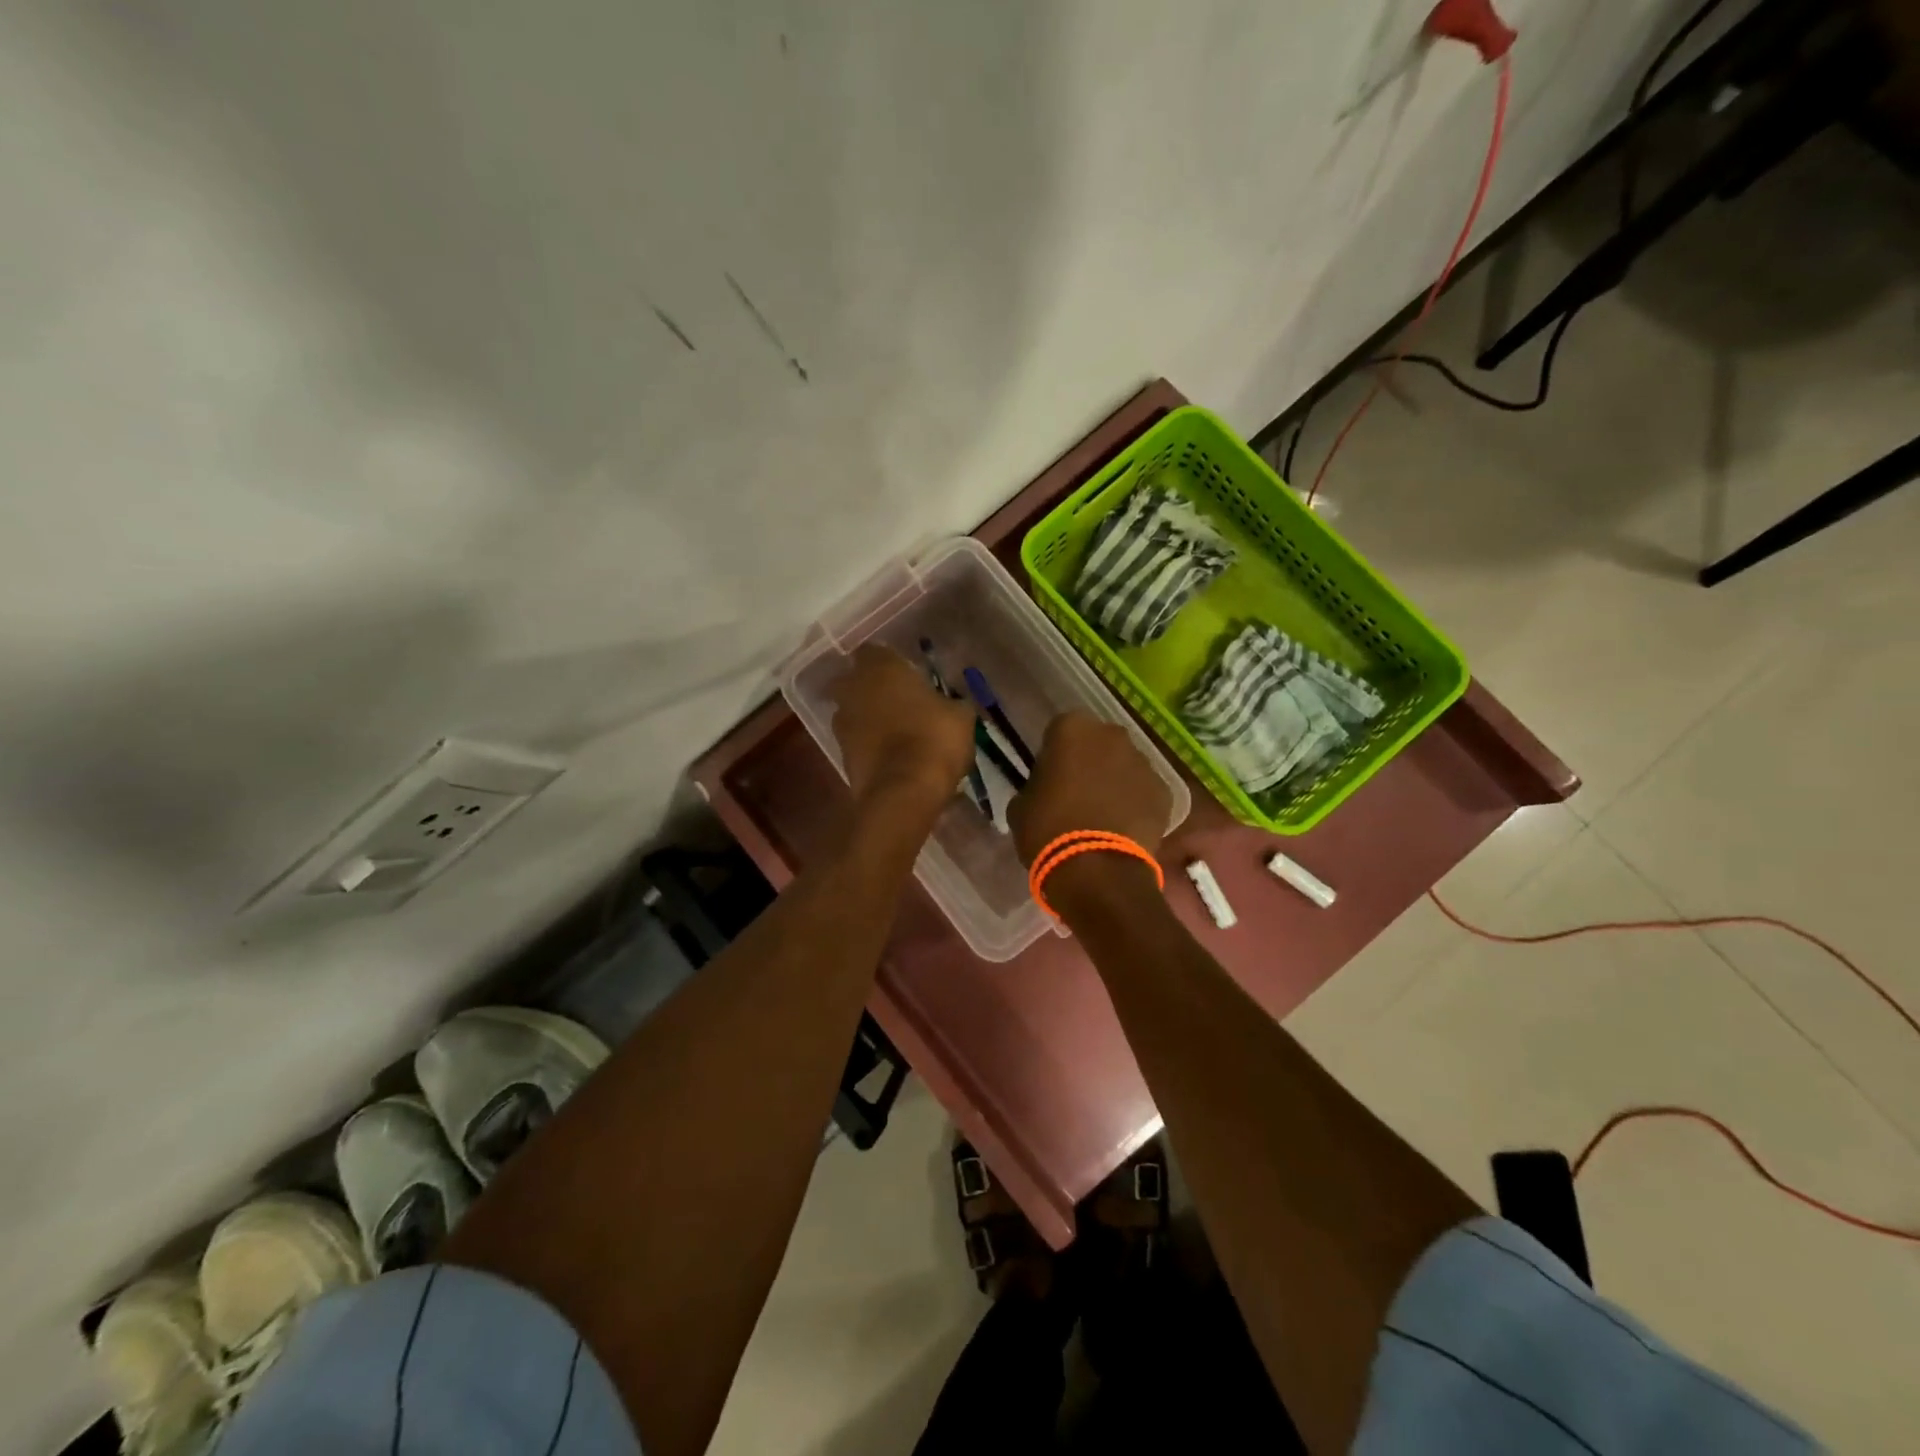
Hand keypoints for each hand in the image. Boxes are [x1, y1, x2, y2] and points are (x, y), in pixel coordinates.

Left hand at [828, 645, 977, 812]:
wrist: (903, 792)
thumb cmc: (934, 739)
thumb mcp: (960, 716)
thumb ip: (952, 703)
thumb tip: (953, 705)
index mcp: (880, 668)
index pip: (874, 650)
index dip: (889, 661)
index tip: (907, 673)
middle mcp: (853, 689)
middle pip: (854, 679)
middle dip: (871, 686)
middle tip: (898, 699)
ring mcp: (842, 723)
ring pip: (852, 710)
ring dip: (868, 716)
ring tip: (896, 731)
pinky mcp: (840, 754)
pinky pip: (855, 740)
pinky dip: (868, 743)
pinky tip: (892, 755)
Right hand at [1008, 712, 1171, 865]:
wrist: (1096, 871)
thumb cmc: (1048, 830)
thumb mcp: (1021, 805)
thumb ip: (1035, 786)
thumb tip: (1044, 790)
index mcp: (1071, 729)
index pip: (1060, 731)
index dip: (1055, 754)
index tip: (1050, 777)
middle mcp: (1112, 735)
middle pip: (1098, 743)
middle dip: (1090, 761)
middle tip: (1077, 793)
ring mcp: (1143, 762)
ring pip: (1125, 765)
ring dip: (1115, 781)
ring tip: (1103, 815)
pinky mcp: (1164, 791)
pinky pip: (1144, 791)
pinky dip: (1136, 804)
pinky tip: (1124, 828)